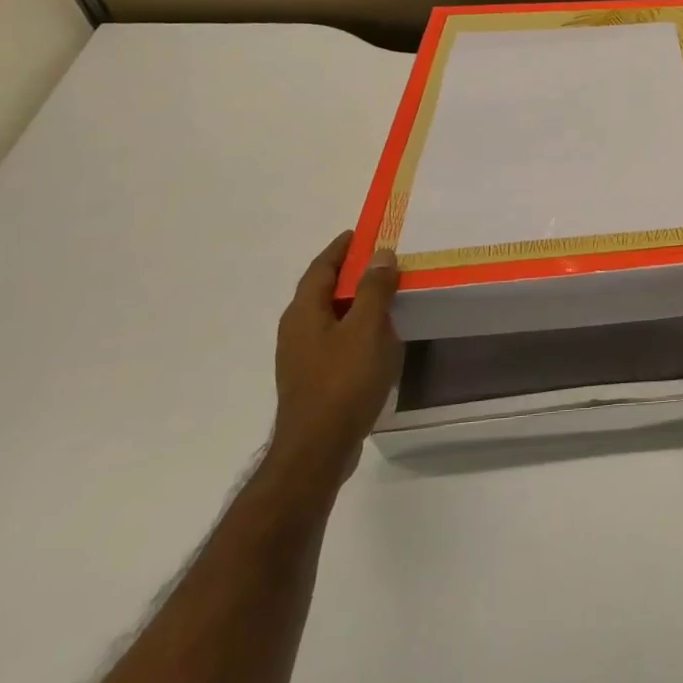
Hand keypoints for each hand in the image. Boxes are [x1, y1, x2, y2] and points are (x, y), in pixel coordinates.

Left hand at [269, 231, 401, 489]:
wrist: (317, 450)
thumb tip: (381, 254)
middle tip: (382, 260)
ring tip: (386, 295)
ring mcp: (302, 357)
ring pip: (330, 317)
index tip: (362, 232)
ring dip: (355, 301)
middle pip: (323, 290)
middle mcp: (296, 330)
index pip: (321, 268)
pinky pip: (336, 339)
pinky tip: (378, 338)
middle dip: (351, 273)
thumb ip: (375, 289)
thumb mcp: (367, 329)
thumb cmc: (343, 381)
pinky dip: (356, 327)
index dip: (341, 248)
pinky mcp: (313, 379)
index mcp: (303, 312)